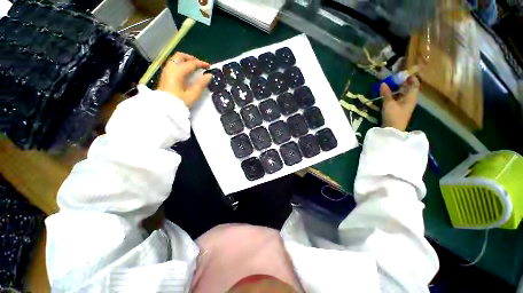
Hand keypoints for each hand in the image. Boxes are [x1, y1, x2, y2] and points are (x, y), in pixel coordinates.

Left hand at [158, 52, 212, 107]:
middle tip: (200, 64)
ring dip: (185, 61)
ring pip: (175, 59)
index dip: (201, 64)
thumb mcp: (193, 95)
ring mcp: (166, 71)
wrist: (165, 109)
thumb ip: (201, 84)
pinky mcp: (165, 76)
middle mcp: (170, 68)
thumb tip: (209, 75)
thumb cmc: (180, 102)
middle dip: (191, 58)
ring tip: (194, 68)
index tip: (209, 67)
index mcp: (177, 72)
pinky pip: (173, 65)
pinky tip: (186, 72)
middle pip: (180, 56)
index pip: (191, 64)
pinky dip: (181, 65)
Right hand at [381, 76, 419, 131]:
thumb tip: (383, 83)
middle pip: (409, 88)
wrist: (393, 130)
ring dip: (398, 89)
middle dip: (403, 83)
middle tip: (394, 78)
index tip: (404, 73)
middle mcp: (410, 100)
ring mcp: (405, 105)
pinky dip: (395, 95)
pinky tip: (388, 94)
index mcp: (411, 97)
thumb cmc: (393, 115)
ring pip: (404, 94)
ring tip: (390, 85)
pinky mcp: (400, 109)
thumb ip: (386, 93)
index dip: (411, 78)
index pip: (414, 84)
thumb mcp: (388, 103)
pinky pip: (399, 99)